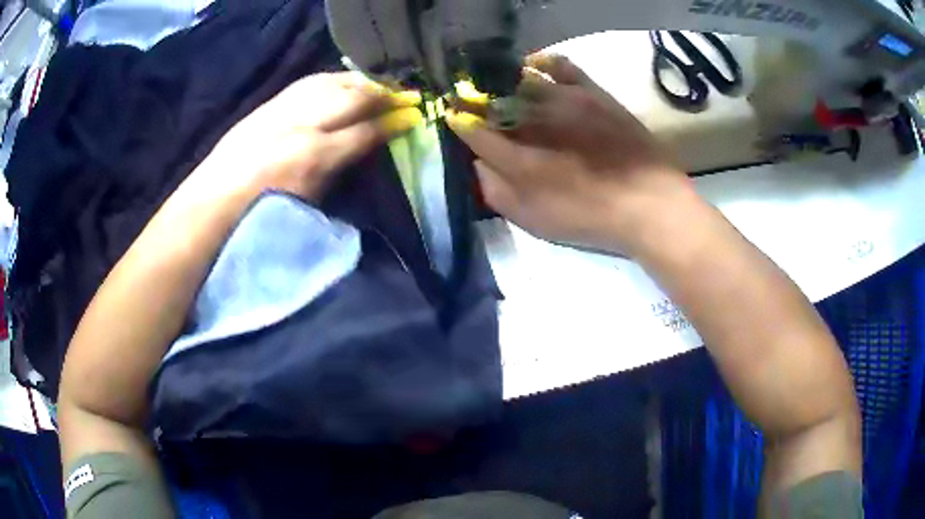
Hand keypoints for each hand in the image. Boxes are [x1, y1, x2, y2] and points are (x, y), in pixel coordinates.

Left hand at [196, 72, 422, 200]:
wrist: (212, 206)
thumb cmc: (262, 217)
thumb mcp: (310, 204)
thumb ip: (340, 172)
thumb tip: (365, 149)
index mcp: (314, 157)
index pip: (365, 132)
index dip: (393, 123)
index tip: (415, 117)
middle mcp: (302, 123)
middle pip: (352, 97)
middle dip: (383, 93)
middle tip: (405, 94)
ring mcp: (283, 109)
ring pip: (331, 82)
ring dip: (359, 81)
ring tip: (378, 84)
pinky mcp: (268, 105)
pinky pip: (308, 83)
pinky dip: (331, 80)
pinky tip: (342, 81)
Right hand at [447, 54, 693, 253]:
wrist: (649, 203)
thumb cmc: (590, 219)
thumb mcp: (535, 221)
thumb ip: (497, 192)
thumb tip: (478, 163)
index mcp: (518, 158)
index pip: (474, 131)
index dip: (459, 123)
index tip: (453, 117)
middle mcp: (536, 120)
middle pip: (493, 101)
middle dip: (475, 100)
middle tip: (471, 102)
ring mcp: (565, 100)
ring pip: (521, 79)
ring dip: (502, 80)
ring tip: (498, 84)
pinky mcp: (592, 91)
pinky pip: (560, 65)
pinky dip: (541, 61)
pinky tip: (533, 66)